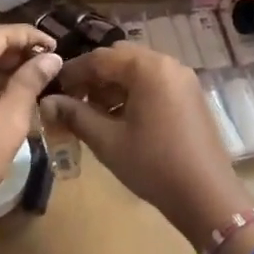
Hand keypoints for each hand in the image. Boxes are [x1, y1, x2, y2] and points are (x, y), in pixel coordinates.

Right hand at [40, 44, 250, 241]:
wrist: (207, 195)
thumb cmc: (153, 165)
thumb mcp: (108, 141)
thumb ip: (75, 115)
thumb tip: (46, 102)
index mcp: (147, 68)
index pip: (100, 58)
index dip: (73, 72)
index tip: (54, 90)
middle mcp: (168, 63)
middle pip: (121, 58)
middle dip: (95, 77)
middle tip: (74, 101)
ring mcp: (183, 78)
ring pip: (138, 70)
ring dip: (114, 85)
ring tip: (95, 113)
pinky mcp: (191, 95)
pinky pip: (155, 82)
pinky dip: (135, 92)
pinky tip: (122, 118)